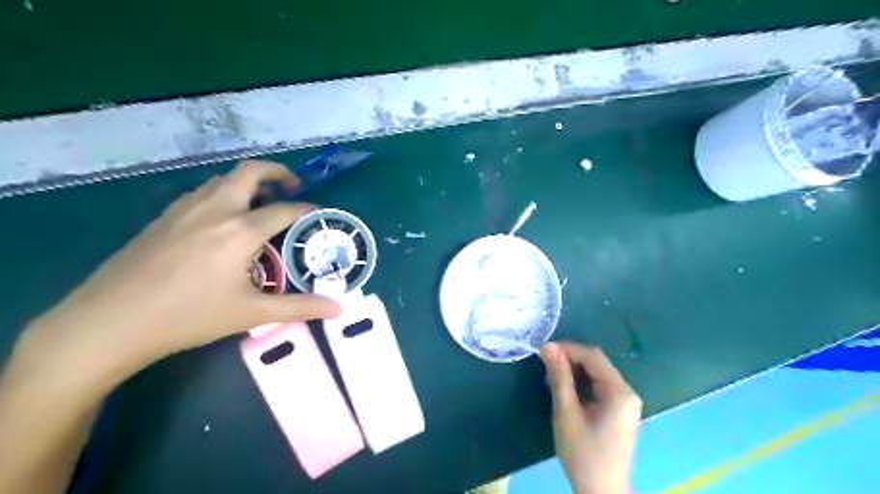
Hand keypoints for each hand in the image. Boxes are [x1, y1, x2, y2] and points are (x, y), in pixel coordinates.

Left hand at [22, 160, 339, 383]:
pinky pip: (203, 192)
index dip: (306, 209)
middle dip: (277, 172)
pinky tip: (223, 218)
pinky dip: (224, 193)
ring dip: (248, 183)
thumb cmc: (189, 316)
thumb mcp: (251, 313)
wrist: (110, 322)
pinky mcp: (164, 216)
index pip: (285, 209)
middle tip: (292, 187)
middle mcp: (216, 210)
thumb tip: (339, 309)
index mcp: (241, 231)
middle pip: (251, 172)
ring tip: (261, 203)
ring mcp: (186, 209)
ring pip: (224, 179)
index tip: (317, 214)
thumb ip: (300, 307)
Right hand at [541, 342, 643, 493]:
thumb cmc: (583, 453)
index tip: (544, 351)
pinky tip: (564, 390)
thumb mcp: (566, 412)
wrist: (601, 492)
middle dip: (570, 360)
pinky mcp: (619, 411)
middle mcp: (627, 392)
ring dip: (574, 371)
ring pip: (597, 374)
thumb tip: (548, 346)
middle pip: (597, 363)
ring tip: (551, 378)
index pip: (593, 357)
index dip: (568, 349)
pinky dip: (581, 384)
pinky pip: (599, 387)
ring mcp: (625, 402)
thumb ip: (559, 377)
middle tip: (545, 366)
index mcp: (619, 391)